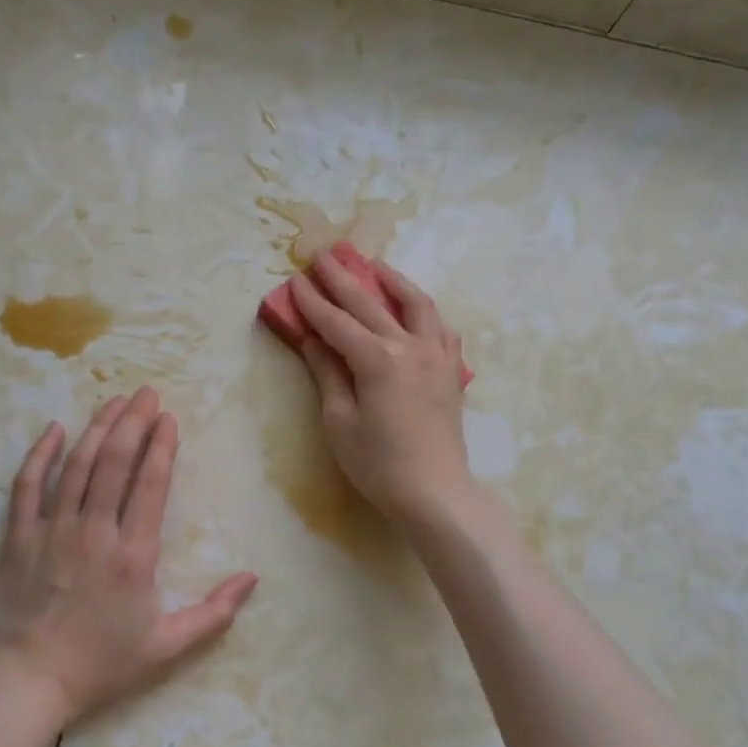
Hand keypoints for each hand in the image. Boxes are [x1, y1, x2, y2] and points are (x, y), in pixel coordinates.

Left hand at [0, 386, 258, 726]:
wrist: (24, 684)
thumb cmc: (99, 666)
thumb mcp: (166, 647)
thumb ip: (213, 613)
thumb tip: (253, 578)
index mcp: (133, 555)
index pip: (150, 485)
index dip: (161, 446)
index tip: (167, 418)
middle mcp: (94, 532)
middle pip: (115, 463)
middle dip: (132, 423)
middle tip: (144, 393)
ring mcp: (52, 531)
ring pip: (77, 466)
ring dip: (97, 429)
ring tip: (113, 401)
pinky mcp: (18, 538)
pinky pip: (27, 487)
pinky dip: (40, 455)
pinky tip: (54, 430)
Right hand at [288, 249, 472, 525]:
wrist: (435, 492)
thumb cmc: (379, 464)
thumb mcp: (340, 422)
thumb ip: (328, 374)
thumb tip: (313, 341)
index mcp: (378, 360)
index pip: (337, 322)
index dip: (313, 302)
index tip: (295, 279)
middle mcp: (410, 347)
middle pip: (371, 303)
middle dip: (343, 277)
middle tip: (323, 254)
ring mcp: (437, 356)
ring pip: (416, 304)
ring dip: (392, 280)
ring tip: (374, 265)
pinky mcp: (451, 371)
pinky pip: (441, 328)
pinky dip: (424, 312)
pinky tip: (414, 310)